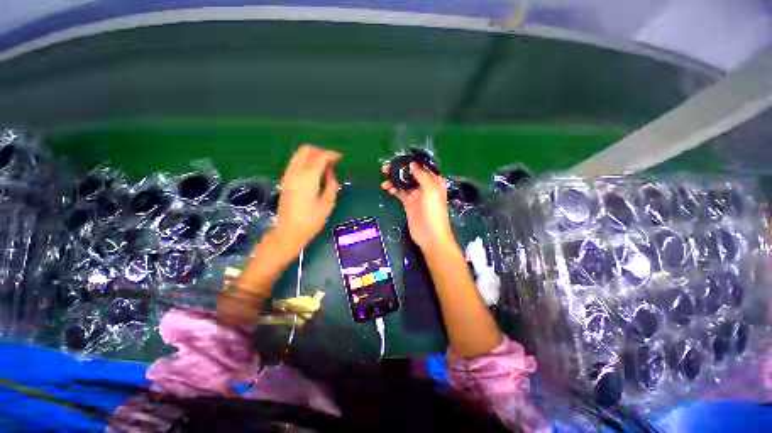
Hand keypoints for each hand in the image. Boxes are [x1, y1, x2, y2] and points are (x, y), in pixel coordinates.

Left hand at [275, 145, 340, 250]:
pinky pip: (295, 162)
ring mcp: (288, 175)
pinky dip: (306, 161)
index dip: (331, 154)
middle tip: (332, 161)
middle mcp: (295, 172)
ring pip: (299, 154)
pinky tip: (314, 171)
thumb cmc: (311, 220)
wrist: (288, 232)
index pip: (319, 157)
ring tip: (324, 165)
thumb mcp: (328, 204)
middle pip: (306, 150)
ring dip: (312, 155)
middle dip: (320, 151)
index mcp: (307, 178)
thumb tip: (330, 173)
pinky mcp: (285, 180)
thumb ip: (331, 184)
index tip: (340, 158)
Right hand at [381, 162, 453, 249]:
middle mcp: (425, 186)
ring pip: (404, 183)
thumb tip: (412, 164)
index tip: (400, 157)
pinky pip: (400, 193)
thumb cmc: (434, 212)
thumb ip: (422, 176)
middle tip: (387, 167)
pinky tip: (386, 187)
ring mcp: (416, 195)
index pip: (423, 167)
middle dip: (400, 169)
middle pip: (411, 174)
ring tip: (384, 177)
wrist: (430, 235)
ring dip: (394, 179)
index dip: (412, 161)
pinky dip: (393, 189)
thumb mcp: (431, 191)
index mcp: (434, 181)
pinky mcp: (408, 203)